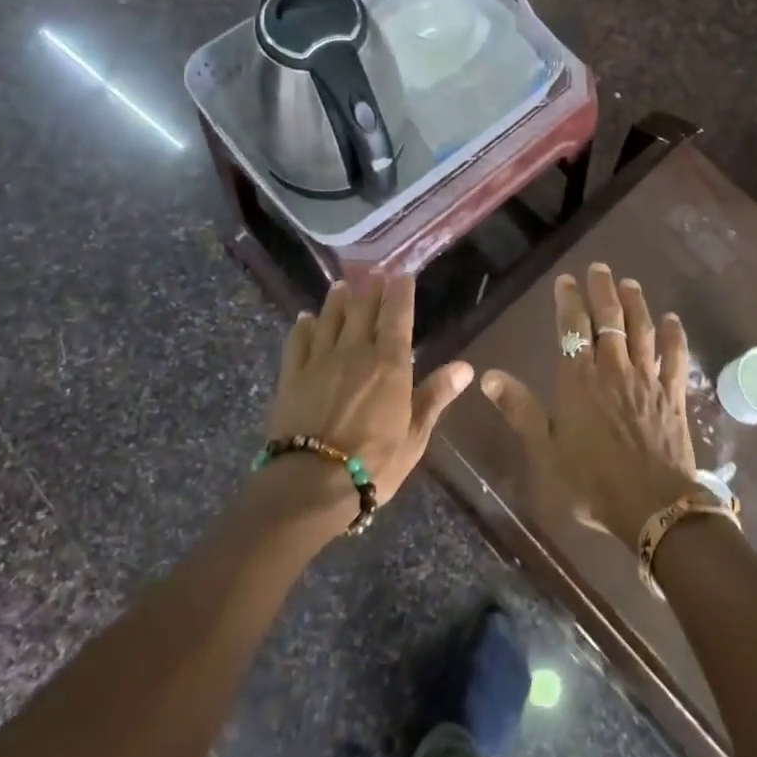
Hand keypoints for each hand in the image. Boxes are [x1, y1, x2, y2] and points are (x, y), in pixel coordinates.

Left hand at [265, 274, 472, 509]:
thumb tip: (465, 367)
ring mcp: (319, 361)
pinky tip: (305, 318)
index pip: (397, 316)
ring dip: (337, 300)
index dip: (400, 292)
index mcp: (389, 363)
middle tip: (375, 273)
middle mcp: (354, 352)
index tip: (402, 274)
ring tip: (341, 286)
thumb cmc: (374, 463)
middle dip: (371, 289)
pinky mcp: (291, 376)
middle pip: (363, 310)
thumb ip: (436, 396)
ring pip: (330, 319)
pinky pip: (298, 342)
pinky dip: (303, 326)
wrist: (310, 484)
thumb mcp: (415, 435)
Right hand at [480, 263, 696, 541]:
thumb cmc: (592, 481)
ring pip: (642, 330)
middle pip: (610, 319)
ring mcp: (647, 379)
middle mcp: (614, 369)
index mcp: (580, 380)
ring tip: (629, 283)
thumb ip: (520, 409)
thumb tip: (488, 375)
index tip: (566, 280)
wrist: (653, 507)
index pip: (573, 329)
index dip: (568, 301)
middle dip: (603, 290)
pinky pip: (676, 357)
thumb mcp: (547, 449)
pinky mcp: (674, 394)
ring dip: (636, 303)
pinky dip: (675, 336)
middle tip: (599, 268)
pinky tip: (674, 319)